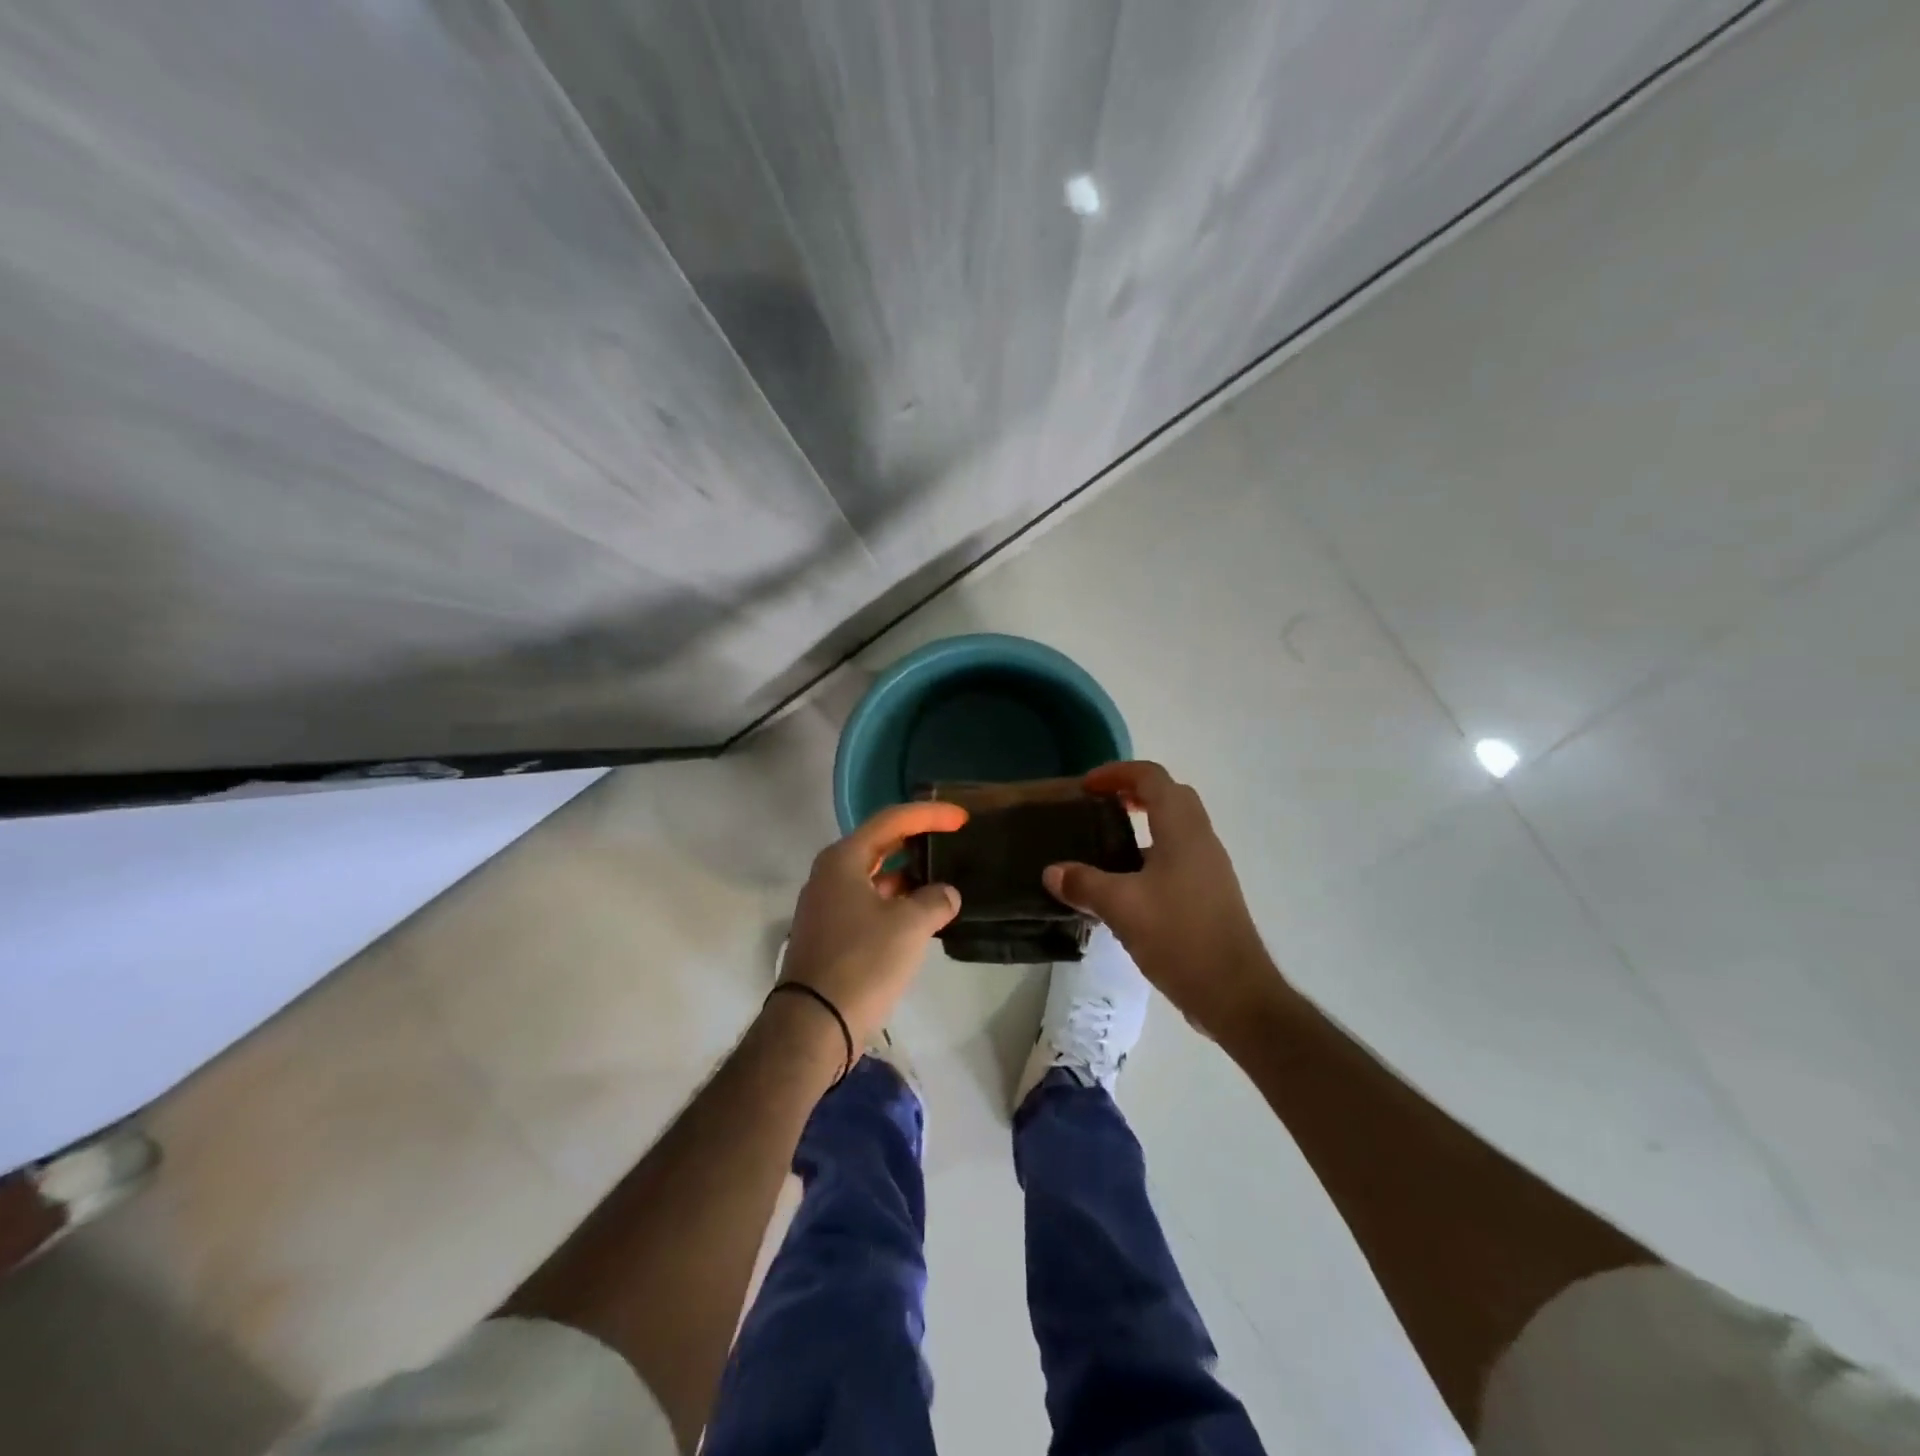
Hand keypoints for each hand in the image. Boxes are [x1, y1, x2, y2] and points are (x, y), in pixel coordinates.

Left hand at [779, 802, 967, 1051]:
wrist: (813, 1023)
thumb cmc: (862, 962)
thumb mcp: (910, 925)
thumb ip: (936, 900)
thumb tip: (946, 894)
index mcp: (844, 859)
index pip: (892, 820)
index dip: (930, 814)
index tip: (961, 817)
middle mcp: (830, 875)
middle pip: (880, 844)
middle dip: (917, 839)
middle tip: (952, 838)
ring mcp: (826, 906)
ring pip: (875, 877)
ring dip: (907, 875)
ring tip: (943, 877)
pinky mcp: (830, 934)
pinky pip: (869, 903)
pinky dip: (896, 902)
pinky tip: (921, 913)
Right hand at [1043, 761, 1284, 1041]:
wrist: (1235, 993)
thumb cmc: (1180, 937)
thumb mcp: (1122, 908)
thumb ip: (1084, 884)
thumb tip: (1052, 872)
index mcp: (1182, 830)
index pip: (1152, 778)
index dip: (1117, 773)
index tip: (1086, 787)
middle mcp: (1201, 840)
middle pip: (1170, 795)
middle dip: (1133, 792)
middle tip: (1098, 806)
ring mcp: (1209, 868)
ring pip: (1176, 827)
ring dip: (1144, 823)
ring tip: (1105, 843)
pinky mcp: (1210, 894)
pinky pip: (1178, 855)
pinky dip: (1151, 853)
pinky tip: (1126, 884)